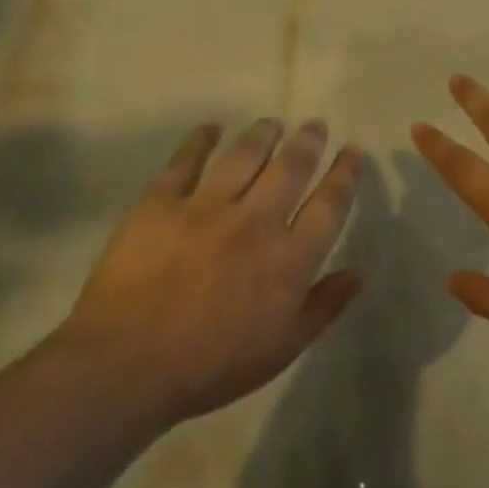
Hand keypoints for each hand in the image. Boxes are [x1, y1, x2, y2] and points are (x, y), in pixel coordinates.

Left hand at [57, 119, 363, 421]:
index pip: (329, 205)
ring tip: (272, 122)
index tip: (353, 152)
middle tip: (315, 125)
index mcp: (289, 259)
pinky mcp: (160, 203)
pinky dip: (199, 140)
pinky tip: (210, 128)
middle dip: (308, 142)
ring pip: (243, 156)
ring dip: (263, 134)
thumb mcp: (283, 347)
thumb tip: (360, 271)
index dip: (345, 174)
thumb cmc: (213, 365)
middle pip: (290, 168)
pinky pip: (184, 161)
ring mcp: (205, 207)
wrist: (127, 365)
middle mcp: (254, 221)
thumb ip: (325, 306)